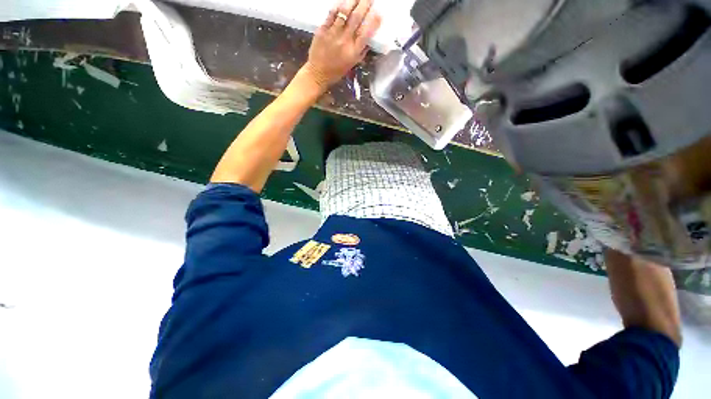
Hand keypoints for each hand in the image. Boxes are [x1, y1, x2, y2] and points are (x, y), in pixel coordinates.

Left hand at [302, 0, 381, 90]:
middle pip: (356, 18)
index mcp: (353, 52)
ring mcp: (333, 34)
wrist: (318, 73)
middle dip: (365, 5)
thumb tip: (370, 40)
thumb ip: (361, 52)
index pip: (366, 33)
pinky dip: (338, 5)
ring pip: (344, 12)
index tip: (378, 12)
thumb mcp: (352, 64)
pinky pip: (331, 14)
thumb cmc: (336, 71)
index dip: (373, 21)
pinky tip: (343, 1)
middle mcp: (345, 41)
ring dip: (353, 1)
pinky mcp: (322, 30)